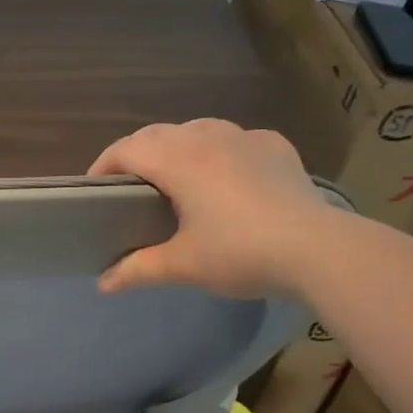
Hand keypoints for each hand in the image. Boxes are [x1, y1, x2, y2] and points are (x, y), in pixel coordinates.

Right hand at [88, 119, 343, 297]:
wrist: (319, 250)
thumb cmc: (241, 254)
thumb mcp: (183, 266)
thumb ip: (138, 269)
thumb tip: (103, 284)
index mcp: (179, 160)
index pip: (127, 149)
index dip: (104, 165)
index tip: (94, 189)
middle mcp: (208, 137)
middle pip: (157, 133)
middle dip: (136, 154)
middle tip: (128, 186)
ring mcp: (246, 138)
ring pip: (197, 128)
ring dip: (176, 145)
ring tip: (175, 176)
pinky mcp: (277, 148)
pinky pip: (236, 139)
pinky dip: (219, 150)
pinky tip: (227, 175)